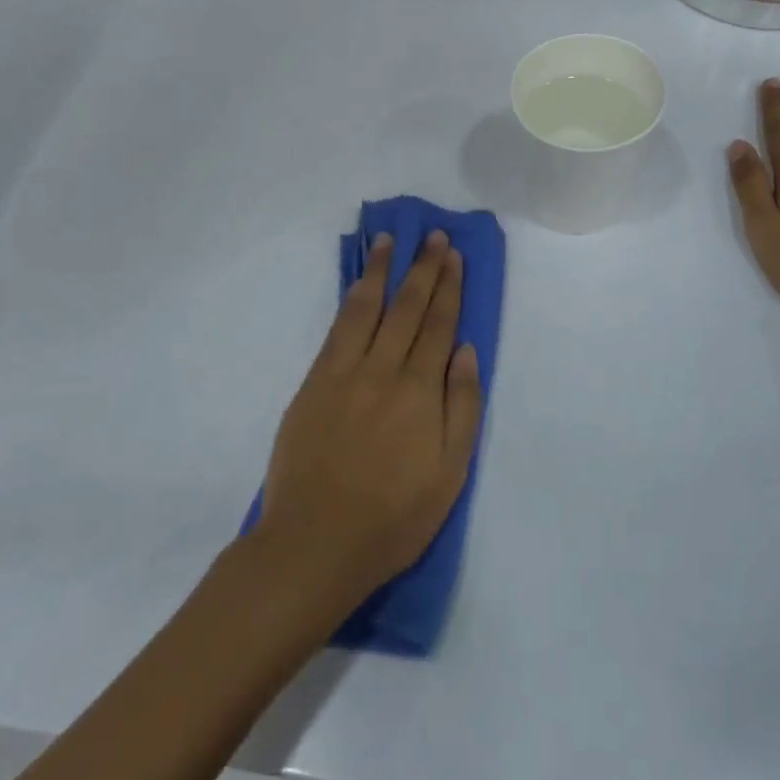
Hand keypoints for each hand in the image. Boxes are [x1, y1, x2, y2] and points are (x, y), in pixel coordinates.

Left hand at [257, 232, 482, 609]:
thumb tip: (465, 350)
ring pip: (367, 308)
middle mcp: (384, 370)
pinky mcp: (314, 382)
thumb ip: (462, 407)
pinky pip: (337, 329)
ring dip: (382, 271)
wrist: (315, 543)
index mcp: (421, 392)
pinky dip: (351, 300)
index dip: (448, 287)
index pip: (439, 325)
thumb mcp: (450, 474)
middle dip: (423, 268)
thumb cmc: (393, 518)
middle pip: (407, 308)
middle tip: (432, 235)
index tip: (452, 256)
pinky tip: (359, 285)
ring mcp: (344, 373)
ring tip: (390, 241)